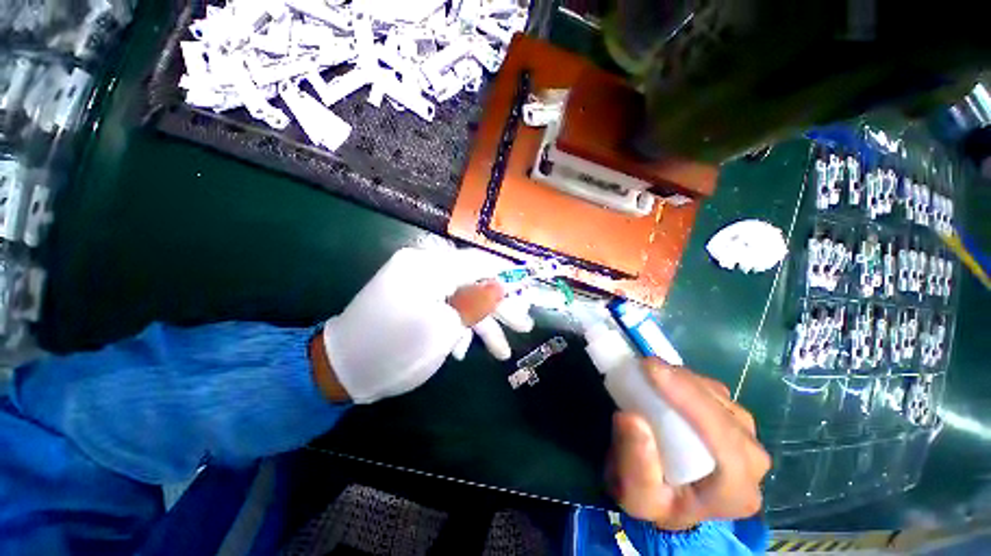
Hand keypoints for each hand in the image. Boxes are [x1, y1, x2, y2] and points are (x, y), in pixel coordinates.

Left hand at [318, 247, 532, 403]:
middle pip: (474, 283)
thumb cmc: (396, 349)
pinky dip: (457, 327)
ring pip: (461, 299)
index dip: (508, 275)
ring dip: (481, 325)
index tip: (531, 286)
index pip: (480, 262)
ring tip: (501, 352)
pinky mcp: (414, 299)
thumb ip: (477, 303)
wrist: (341, 371)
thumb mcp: (443, 328)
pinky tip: (463, 350)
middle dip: (499, 308)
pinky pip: (444, 307)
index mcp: (429, 266)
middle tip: (524, 327)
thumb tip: (502, 285)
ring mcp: (418, 284)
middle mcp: (424, 267)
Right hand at [607, 360, 769, 529]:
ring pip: (717, 396)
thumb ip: (635, 464)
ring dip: (681, 379)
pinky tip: (663, 380)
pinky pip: (711, 390)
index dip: (688, 399)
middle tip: (643, 366)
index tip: (650, 369)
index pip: (722, 439)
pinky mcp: (732, 418)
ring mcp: (746, 436)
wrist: (667, 498)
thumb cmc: (654, 501)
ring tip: (649, 374)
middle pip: (721, 411)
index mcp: (736, 490)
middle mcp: (752, 461)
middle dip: (681, 384)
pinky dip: (683, 379)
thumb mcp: (635, 496)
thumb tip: (631, 418)